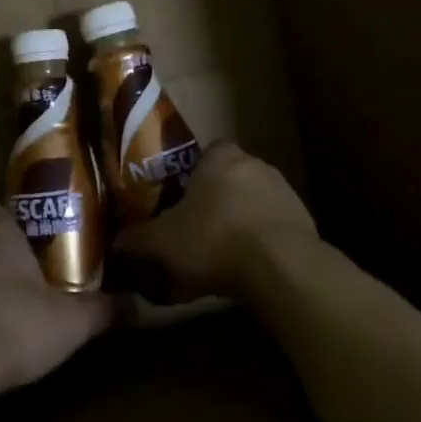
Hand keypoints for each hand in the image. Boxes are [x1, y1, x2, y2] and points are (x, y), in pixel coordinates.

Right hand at [113, 143, 317, 302]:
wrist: (281, 267)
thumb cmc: (214, 240)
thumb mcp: (162, 243)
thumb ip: (136, 240)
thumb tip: (116, 243)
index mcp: (221, 157)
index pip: (205, 153)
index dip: (191, 175)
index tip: (180, 200)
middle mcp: (255, 164)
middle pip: (229, 178)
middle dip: (215, 201)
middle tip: (196, 230)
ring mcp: (284, 191)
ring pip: (252, 202)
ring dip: (239, 222)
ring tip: (221, 255)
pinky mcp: (304, 220)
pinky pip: (273, 226)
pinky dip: (261, 242)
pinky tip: (248, 268)